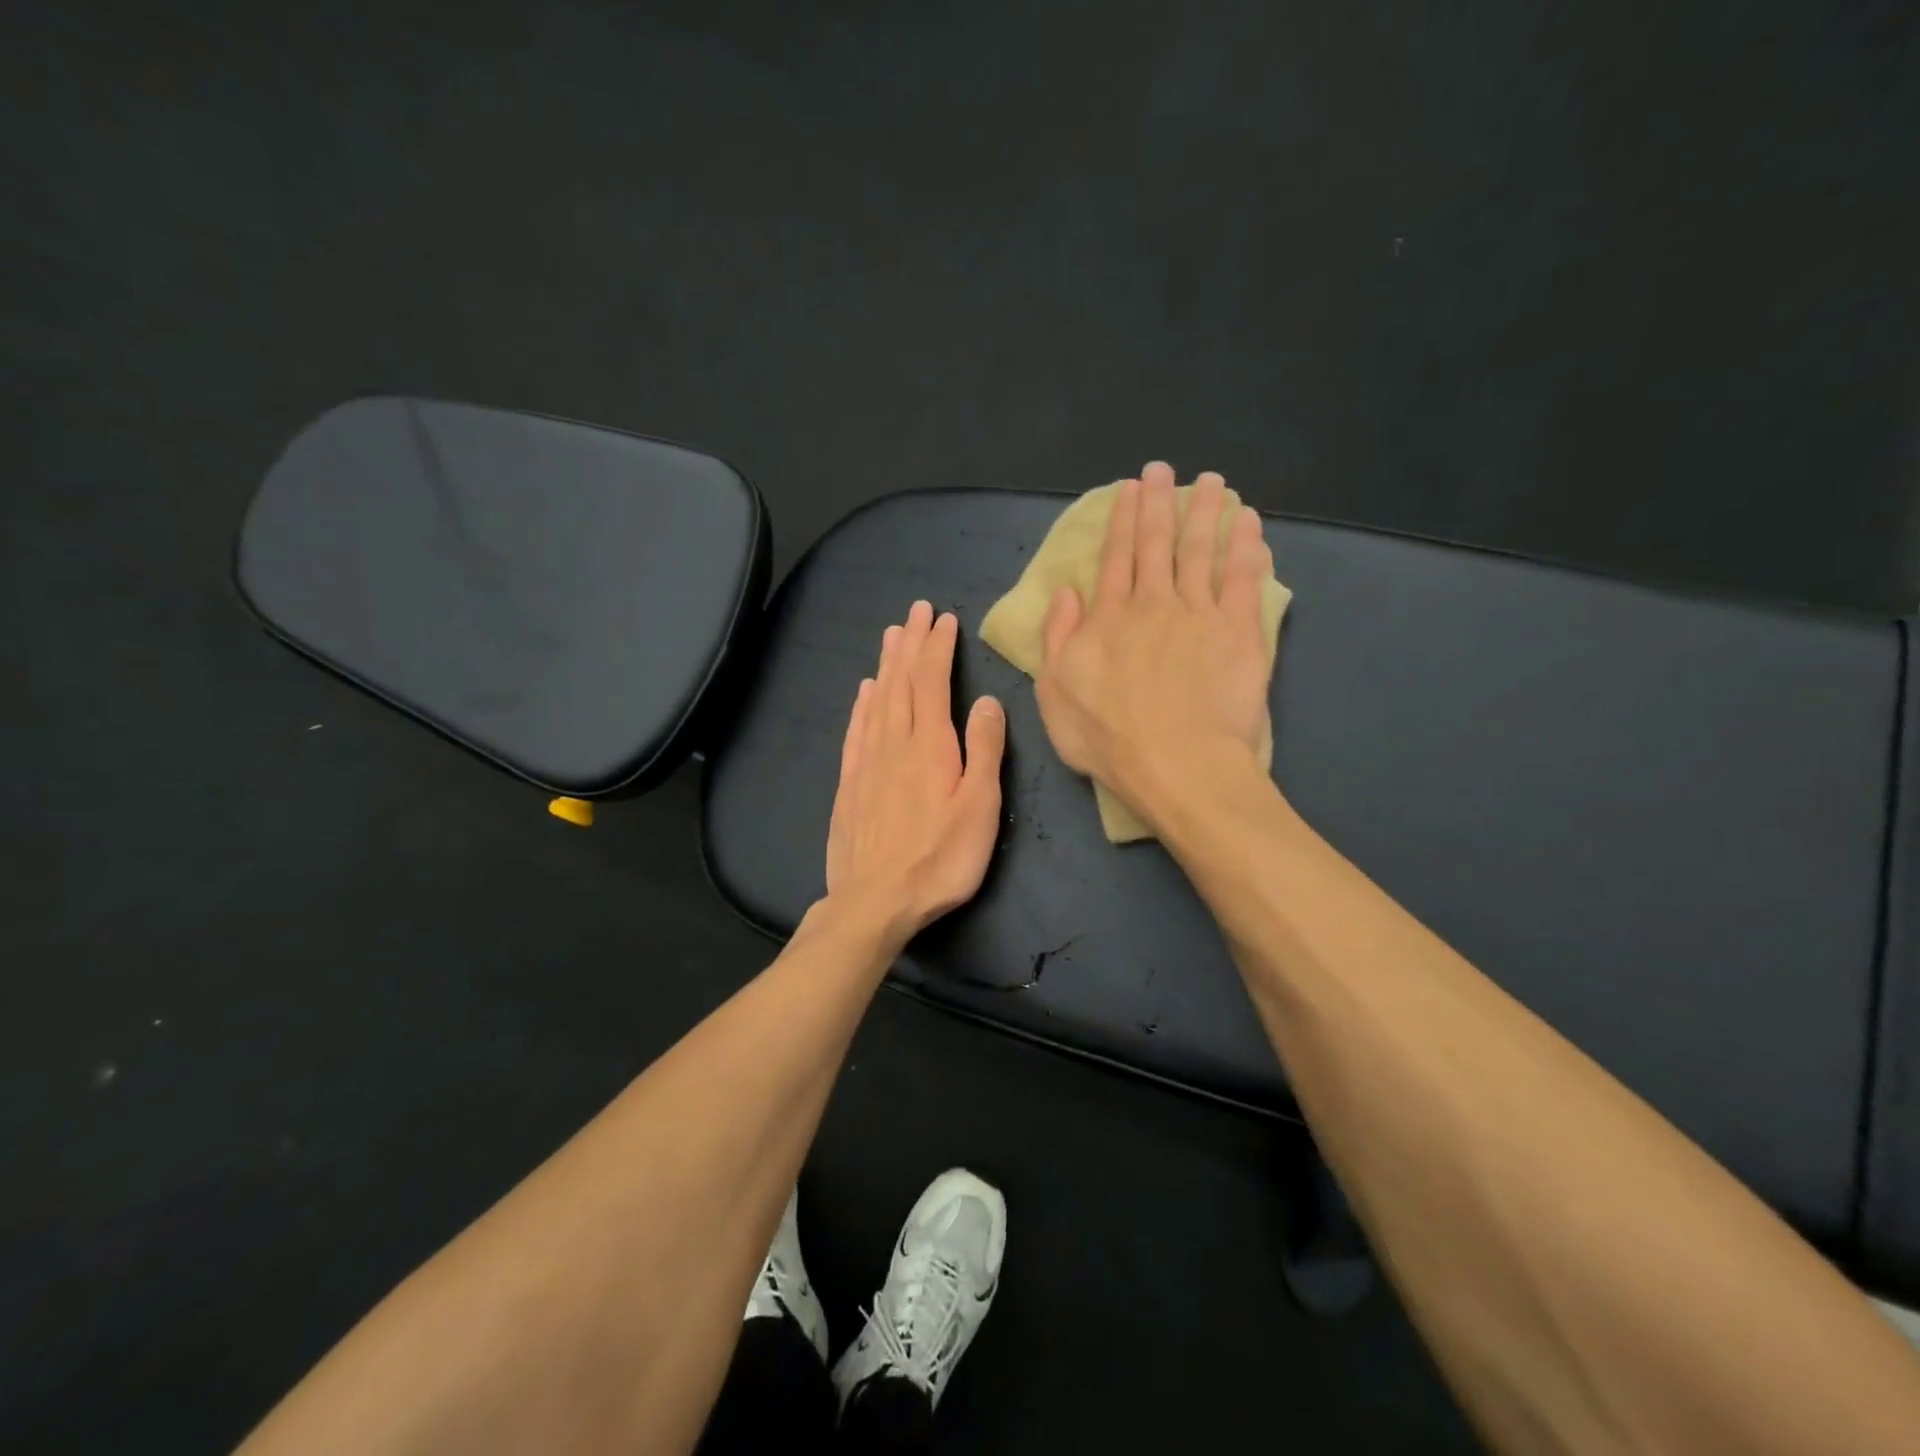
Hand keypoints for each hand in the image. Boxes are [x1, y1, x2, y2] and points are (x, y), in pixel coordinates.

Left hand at [824, 600, 1006, 945]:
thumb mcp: (979, 807)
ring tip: (892, 634)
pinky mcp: (849, 784)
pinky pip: (856, 730)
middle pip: (902, 682)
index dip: (938, 648)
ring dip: (887, 664)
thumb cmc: (939, 859)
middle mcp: (894, 743)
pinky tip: (864, 691)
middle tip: (917, 611)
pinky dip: (862, 703)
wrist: (875, 901)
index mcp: (930, 746)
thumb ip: (985, 751)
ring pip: (877, 700)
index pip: (932, 682)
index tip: (944, 619)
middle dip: (912, 643)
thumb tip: (988, 701)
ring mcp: (867, 762)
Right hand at [1036, 462, 1273, 823]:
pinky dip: (1247, 547)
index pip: (1115, 558)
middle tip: (1163, 470)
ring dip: (1205, 513)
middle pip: (1156, 544)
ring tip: (1212, 482)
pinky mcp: (1240, 632)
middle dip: (1158, 503)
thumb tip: (1065, 593)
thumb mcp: (1055, 693)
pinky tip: (1249, 523)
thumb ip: (1058, 638)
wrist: (1176, 764)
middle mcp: (1154, 604)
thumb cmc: (1108, 738)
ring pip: (1201, 551)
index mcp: (1109, 618)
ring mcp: (1199, 614)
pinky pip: (1243, 579)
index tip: (1129, 489)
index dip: (1121, 520)